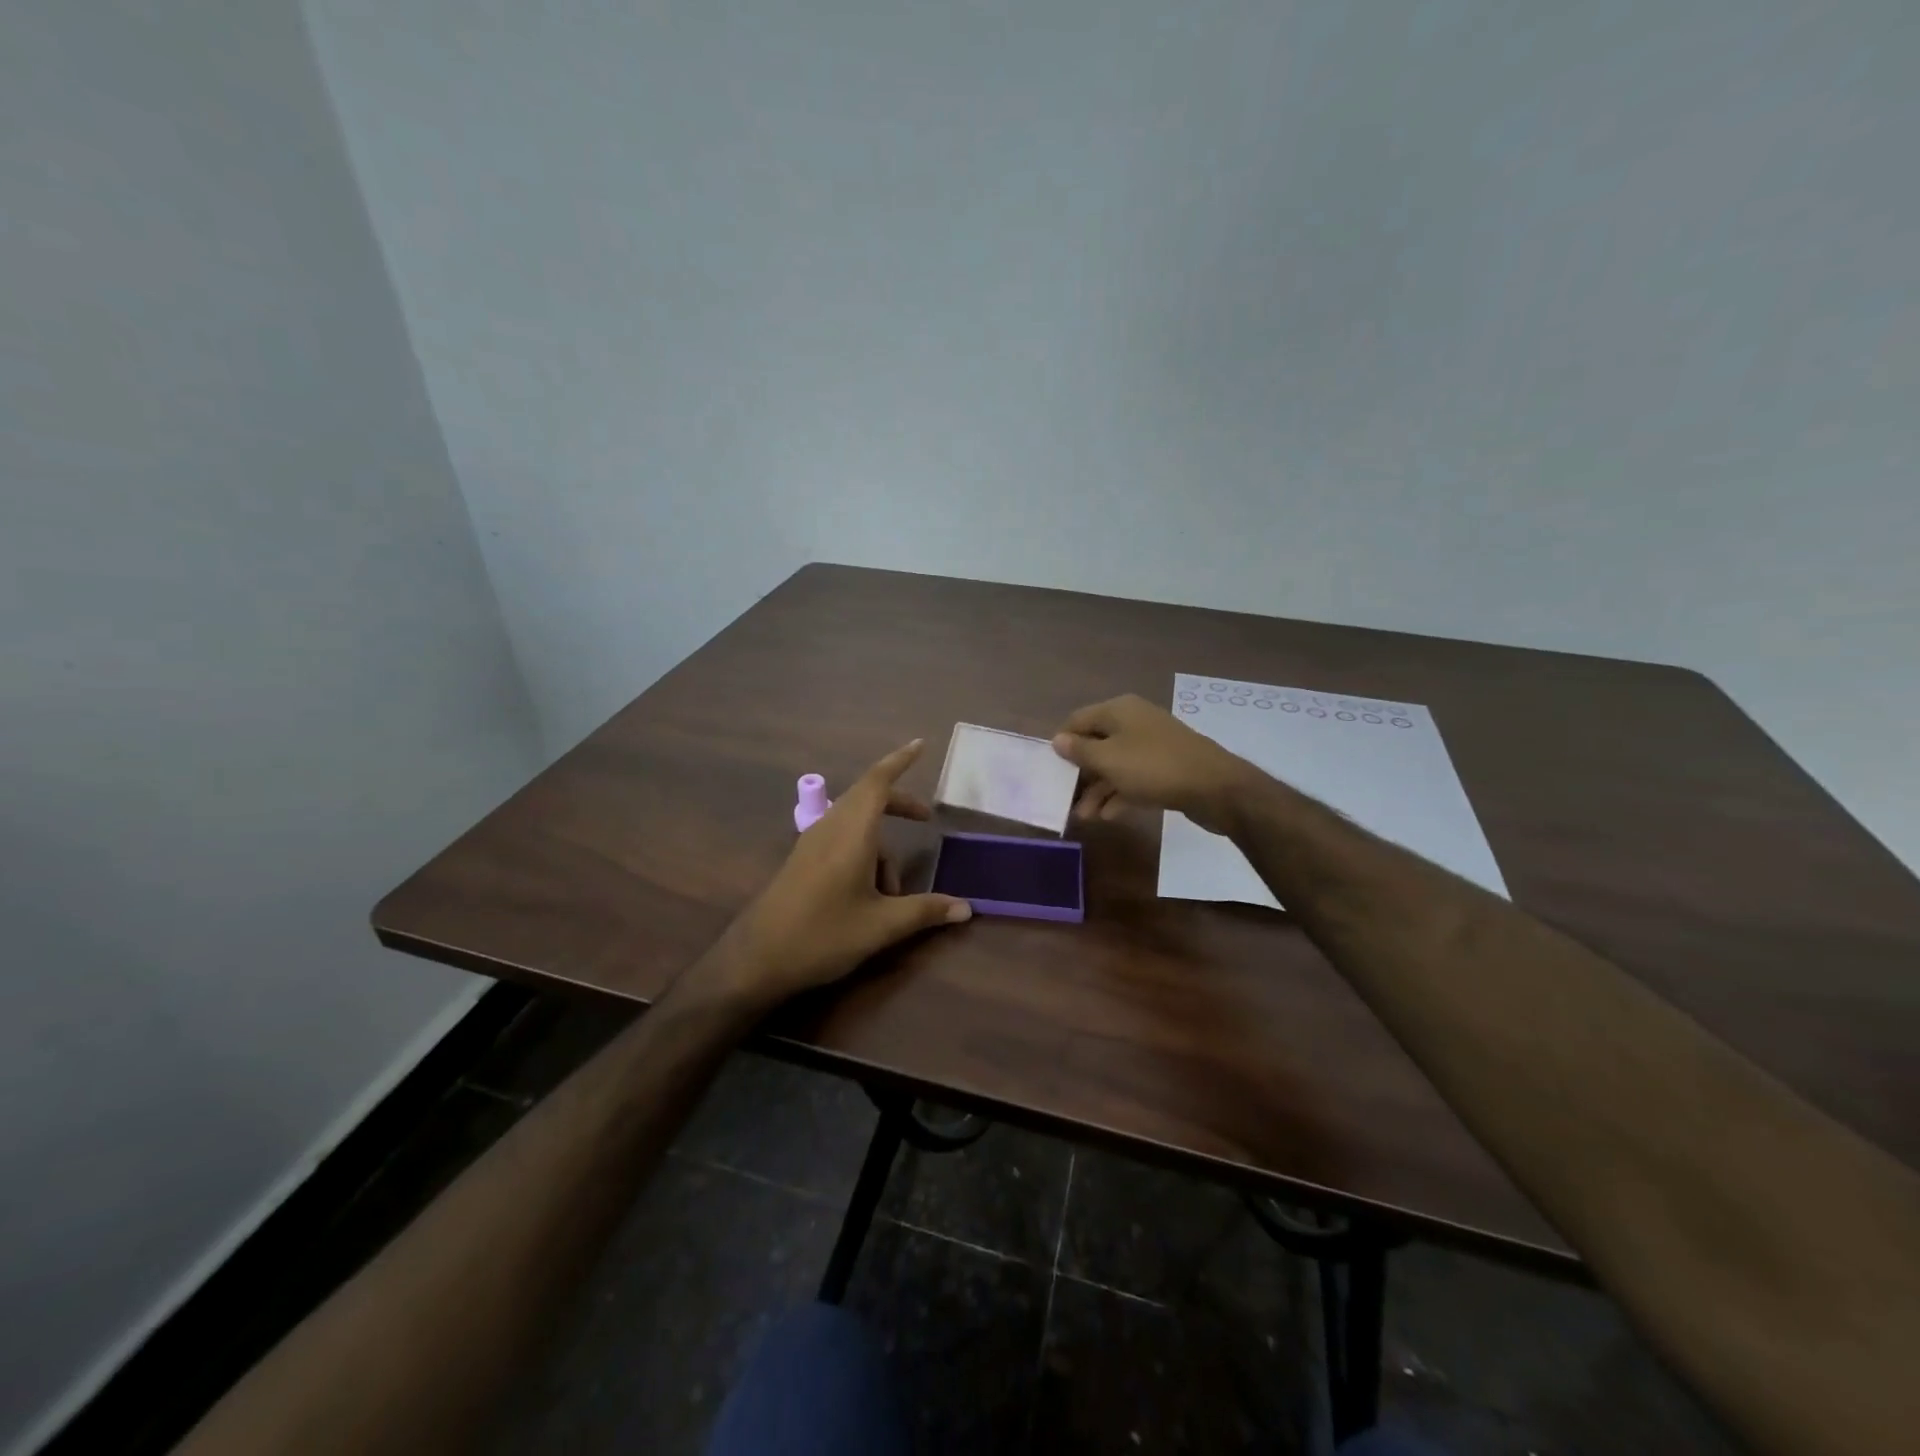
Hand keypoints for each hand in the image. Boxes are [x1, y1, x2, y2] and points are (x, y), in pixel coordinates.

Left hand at [711, 740, 971, 1010]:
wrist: (755, 959)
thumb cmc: (822, 935)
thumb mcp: (881, 926)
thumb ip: (925, 911)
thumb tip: (967, 907)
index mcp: (851, 832)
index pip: (878, 781)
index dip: (900, 760)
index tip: (921, 745)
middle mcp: (830, 828)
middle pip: (869, 799)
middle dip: (899, 806)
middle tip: (926, 818)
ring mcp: (812, 843)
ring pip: (856, 825)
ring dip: (882, 848)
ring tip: (893, 894)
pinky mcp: (803, 860)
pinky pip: (842, 840)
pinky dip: (864, 854)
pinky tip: (868, 895)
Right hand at [1052, 695, 1257, 835]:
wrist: (1215, 787)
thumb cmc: (1153, 768)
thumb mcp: (1109, 760)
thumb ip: (1080, 751)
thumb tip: (1057, 740)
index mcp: (1119, 710)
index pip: (1078, 720)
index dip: (1062, 743)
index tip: (1051, 770)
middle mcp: (1134, 721)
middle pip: (1096, 743)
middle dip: (1080, 772)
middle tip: (1066, 798)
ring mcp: (1152, 745)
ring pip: (1115, 764)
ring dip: (1098, 789)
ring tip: (1085, 816)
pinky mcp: (1165, 767)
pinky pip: (1133, 777)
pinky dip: (1119, 793)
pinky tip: (1109, 815)